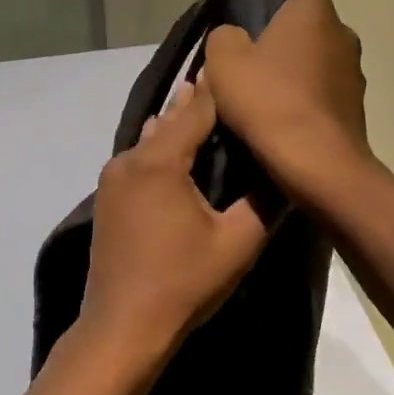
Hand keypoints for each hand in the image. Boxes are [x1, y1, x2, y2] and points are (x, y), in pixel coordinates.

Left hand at [80, 80, 268, 367]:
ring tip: (202, 106)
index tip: (241, 67)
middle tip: (225, 80)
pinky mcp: (108, 200)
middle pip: (170, 119)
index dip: (220, 89)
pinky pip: (139, 160)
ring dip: (176, 124)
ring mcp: (112, 179)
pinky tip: (176, 152)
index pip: (196, 110)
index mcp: (159, 162)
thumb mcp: (237, 243)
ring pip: (151, 139)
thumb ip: (263, 201)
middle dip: (197, 102)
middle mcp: (130, 160)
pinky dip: (160, 148)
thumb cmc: (182, 283)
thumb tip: (285, 170)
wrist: (122, 327)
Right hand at [202, 0, 373, 207]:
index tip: (248, 21)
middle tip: (248, 63)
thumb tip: (234, 37)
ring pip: (316, 62)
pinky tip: (281, 121)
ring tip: (262, 97)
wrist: (318, 164)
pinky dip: (304, 102)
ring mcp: (354, 73)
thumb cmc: (269, 100)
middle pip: (307, 27)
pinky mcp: (356, 108)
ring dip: (294, 74)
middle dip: (282, 41)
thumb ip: (224, 36)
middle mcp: (343, 33)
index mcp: (315, 11)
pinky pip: (323, 94)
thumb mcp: (222, 61)